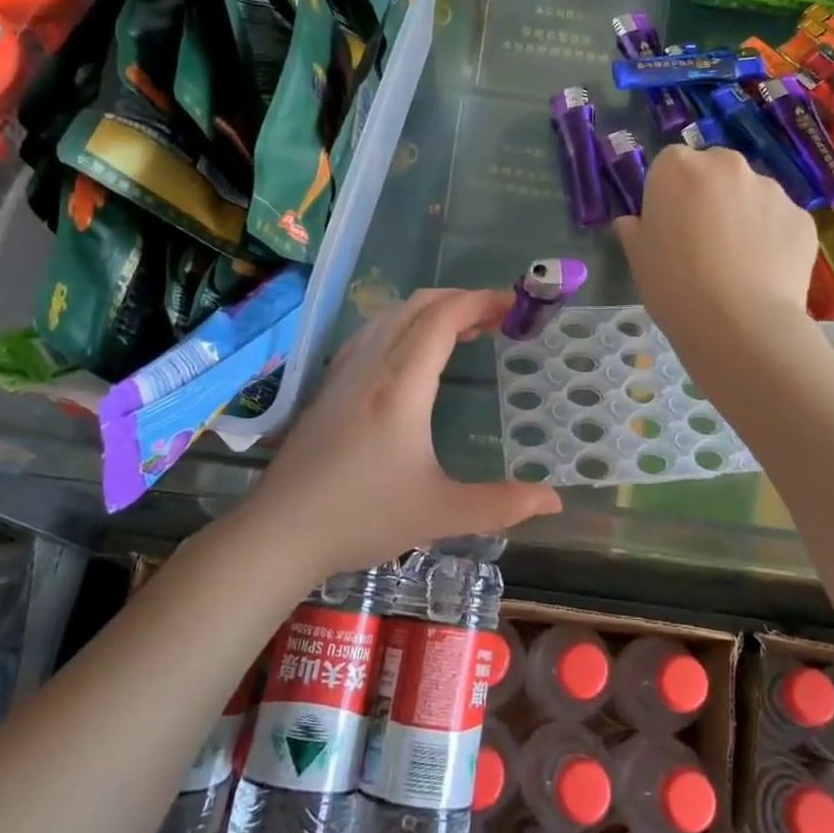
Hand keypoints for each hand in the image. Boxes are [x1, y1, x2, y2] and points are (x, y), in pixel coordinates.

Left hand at [250, 288, 561, 579]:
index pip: (443, 318)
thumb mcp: (439, 513)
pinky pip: (370, 332)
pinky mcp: (328, 384)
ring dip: (431, 310)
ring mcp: (344, 371)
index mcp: (402, 386)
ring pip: (390, 315)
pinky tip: (411, 352)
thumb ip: (501, 505)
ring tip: (462, 331)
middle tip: (497, 318)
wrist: (280, 532)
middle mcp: (372, 365)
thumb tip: (554, 499)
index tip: (513, 306)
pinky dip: (402, 324)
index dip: (481, 302)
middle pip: (418, 306)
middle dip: (461, 300)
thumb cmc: (362, 518)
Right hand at [615, 144, 816, 348]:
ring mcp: (771, 189)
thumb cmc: (674, 285)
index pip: (669, 165)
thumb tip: (632, 222)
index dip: (668, 194)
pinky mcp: (802, 218)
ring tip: (738, 263)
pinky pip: (780, 222)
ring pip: (751, 195)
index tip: (669, 224)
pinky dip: (773, 239)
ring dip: (743, 216)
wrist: (738, 324)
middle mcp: (727, 165)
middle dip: (710, 196)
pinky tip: (764, 274)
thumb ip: (635, 230)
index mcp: (678, 168)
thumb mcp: (638, 259)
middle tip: (703, 241)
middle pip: (715, 171)